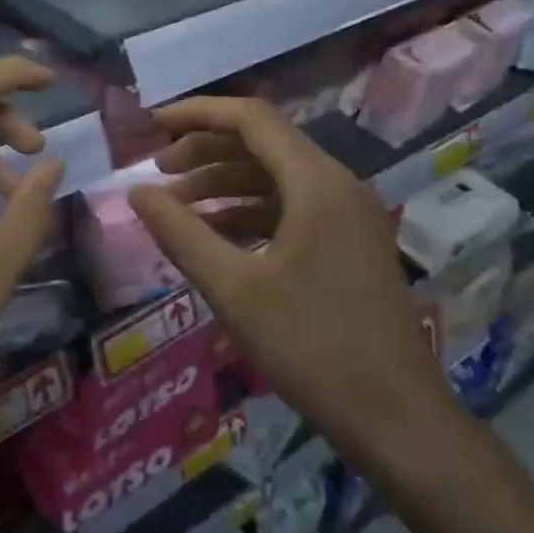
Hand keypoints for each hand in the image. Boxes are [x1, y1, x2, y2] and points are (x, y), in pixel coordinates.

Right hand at [126, 96, 456, 475]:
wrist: (396, 418)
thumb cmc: (310, 346)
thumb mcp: (233, 287)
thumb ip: (179, 232)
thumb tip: (137, 192)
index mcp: (316, 182)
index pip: (250, 118)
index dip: (195, 113)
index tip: (150, 126)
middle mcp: (337, 185)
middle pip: (262, 143)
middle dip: (204, 151)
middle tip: (157, 172)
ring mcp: (348, 215)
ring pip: (276, 177)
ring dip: (224, 184)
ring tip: (176, 207)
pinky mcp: (349, 244)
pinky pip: (291, 208)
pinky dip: (249, 212)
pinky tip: (215, 237)